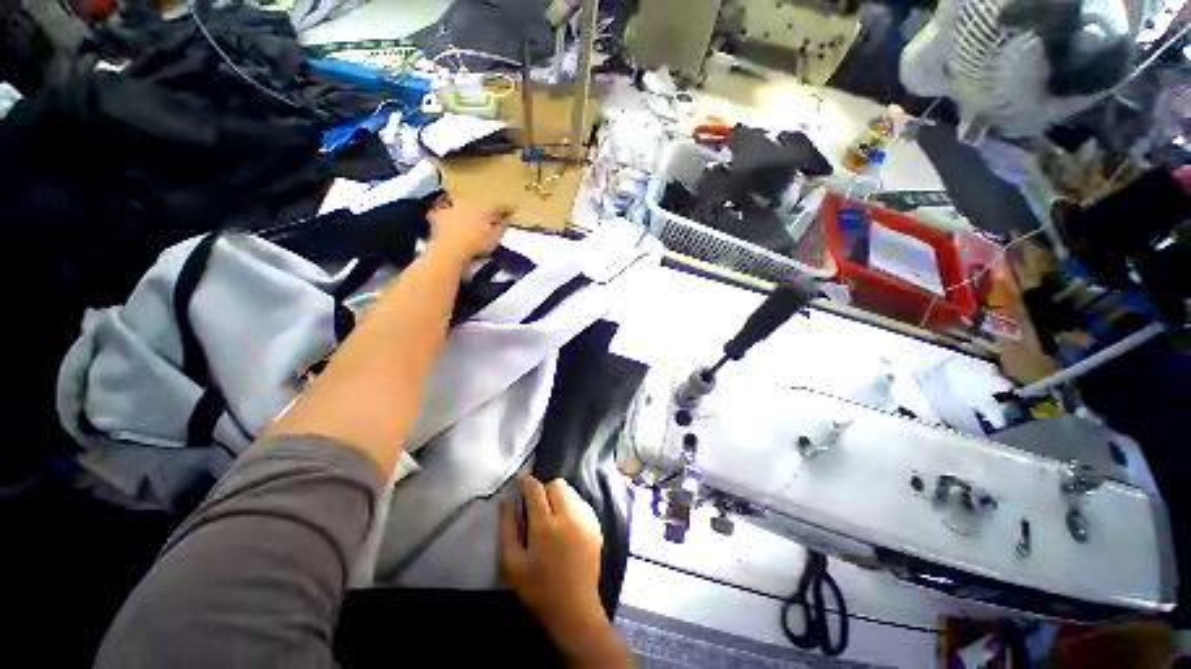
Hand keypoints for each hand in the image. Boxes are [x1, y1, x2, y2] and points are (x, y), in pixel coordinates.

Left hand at [427, 196, 511, 263]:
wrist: (450, 249)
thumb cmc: (477, 244)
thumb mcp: (495, 238)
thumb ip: (502, 227)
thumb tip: (506, 219)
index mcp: (484, 209)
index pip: (498, 206)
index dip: (506, 208)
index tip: (512, 209)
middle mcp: (468, 204)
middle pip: (480, 204)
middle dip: (486, 208)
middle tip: (491, 214)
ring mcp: (453, 208)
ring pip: (463, 205)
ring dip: (467, 209)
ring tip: (470, 215)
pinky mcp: (439, 215)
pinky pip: (445, 212)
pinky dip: (448, 214)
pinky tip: (448, 216)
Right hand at [500, 475, 630, 667]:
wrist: (574, 610)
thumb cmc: (538, 589)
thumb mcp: (512, 564)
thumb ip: (507, 528)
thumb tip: (506, 500)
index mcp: (545, 525)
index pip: (535, 489)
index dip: (526, 480)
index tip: (519, 478)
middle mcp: (569, 516)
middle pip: (557, 484)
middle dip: (544, 488)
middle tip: (535, 503)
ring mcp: (586, 520)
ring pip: (571, 492)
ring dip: (558, 496)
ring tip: (551, 514)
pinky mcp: (596, 527)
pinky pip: (582, 503)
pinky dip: (571, 505)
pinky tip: (565, 523)